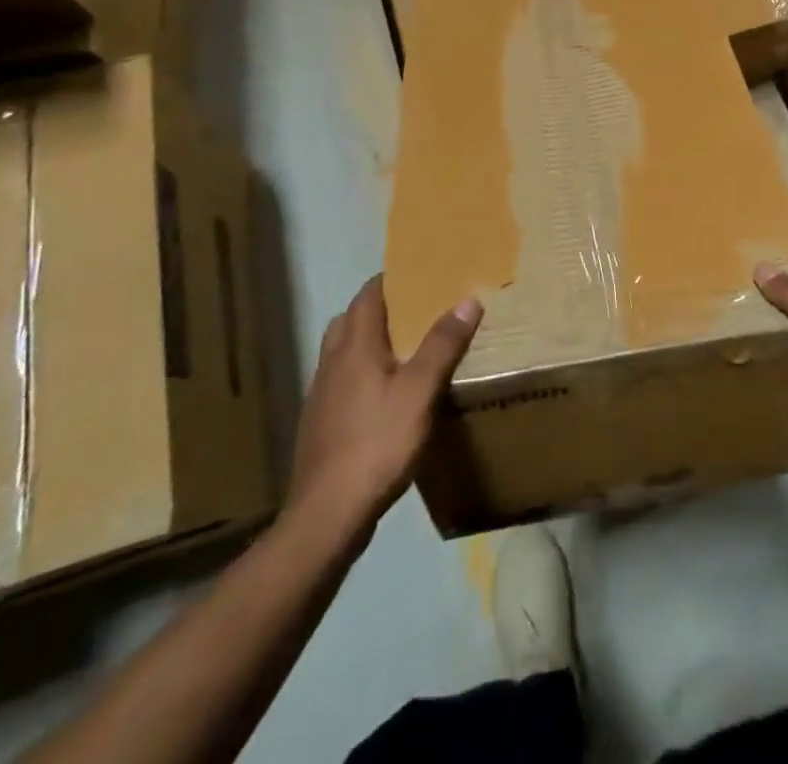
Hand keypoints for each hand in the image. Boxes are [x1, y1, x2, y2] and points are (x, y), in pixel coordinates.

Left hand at [287, 275, 481, 528]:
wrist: (328, 513)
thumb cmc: (377, 442)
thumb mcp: (420, 391)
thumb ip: (442, 344)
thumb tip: (468, 299)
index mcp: (355, 344)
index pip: (369, 294)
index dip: (391, 279)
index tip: (420, 274)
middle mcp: (332, 360)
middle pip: (352, 318)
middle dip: (381, 308)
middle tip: (416, 309)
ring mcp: (321, 392)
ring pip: (343, 349)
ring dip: (369, 339)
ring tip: (404, 348)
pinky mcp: (320, 420)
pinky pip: (341, 378)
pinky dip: (362, 371)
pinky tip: (384, 394)